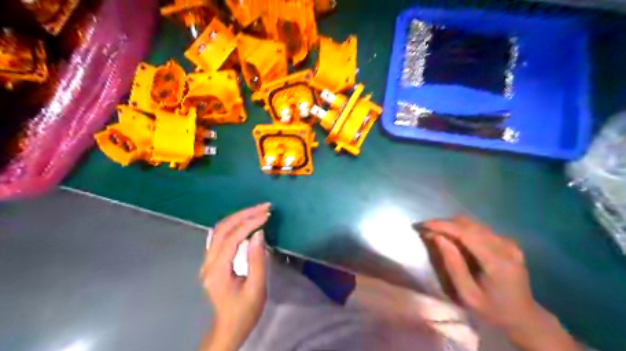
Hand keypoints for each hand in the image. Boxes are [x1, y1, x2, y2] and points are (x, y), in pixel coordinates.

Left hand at [199, 203, 269, 350]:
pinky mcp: (212, 261)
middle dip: (244, 214)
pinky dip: (234, 224)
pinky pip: (220, 236)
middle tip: (264, 207)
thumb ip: (257, 260)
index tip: (267, 215)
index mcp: (218, 271)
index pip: (232, 238)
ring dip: (239, 217)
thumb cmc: (245, 311)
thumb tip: (259, 233)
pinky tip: (245, 221)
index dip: (250, 223)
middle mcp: (208, 263)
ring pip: (219, 230)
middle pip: (223, 229)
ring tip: (257, 210)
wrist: (229, 328)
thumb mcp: (256, 288)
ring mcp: (207, 261)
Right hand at [417, 216, 578, 350]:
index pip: (465, 232)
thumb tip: (438, 238)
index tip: (422, 225)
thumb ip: (453, 265)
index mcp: (497, 260)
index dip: (442, 225)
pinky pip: (480, 229)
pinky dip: (462, 230)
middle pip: (468, 224)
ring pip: (473, 224)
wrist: (525, 318)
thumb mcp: (468, 295)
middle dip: (444, 224)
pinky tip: (453, 239)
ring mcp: (508, 242)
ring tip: (436, 234)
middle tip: (426, 231)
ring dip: (452, 226)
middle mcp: (504, 245)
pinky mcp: (507, 242)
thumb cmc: (493, 311)